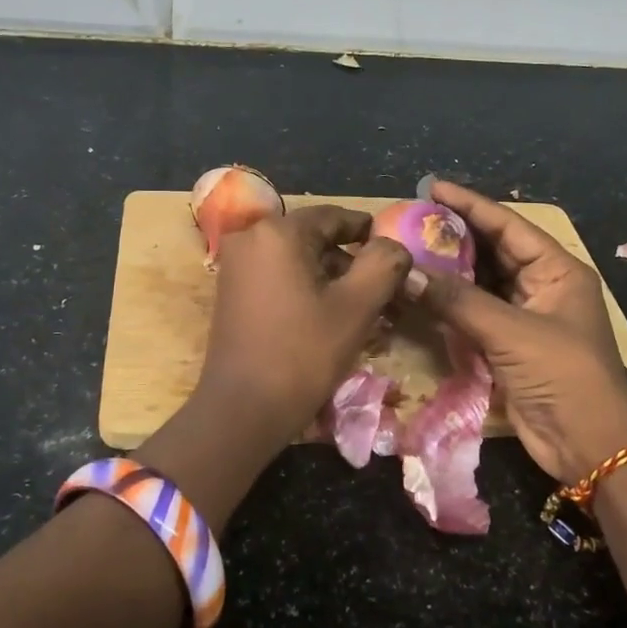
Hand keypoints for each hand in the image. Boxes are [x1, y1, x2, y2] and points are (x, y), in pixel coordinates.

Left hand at [195, 205, 413, 444]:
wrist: (242, 410)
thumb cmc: (303, 354)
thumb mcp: (357, 307)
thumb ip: (384, 264)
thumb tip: (394, 246)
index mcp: (278, 232)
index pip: (335, 217)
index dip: (370, 233)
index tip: (395, 254)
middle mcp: (250, 238)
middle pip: (315, 239)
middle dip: (352, 263)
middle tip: (384, 292)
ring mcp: (236, 266)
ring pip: (297, 260)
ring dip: (331, 279)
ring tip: (363, 310)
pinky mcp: (231, 292)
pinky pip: (278, 277)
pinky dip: (306, 289)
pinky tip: (330, 318)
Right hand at [407, 181, 626, 480]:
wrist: (592, 447)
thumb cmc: (565, 376)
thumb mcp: (512, 332)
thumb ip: (457, 301)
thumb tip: (405, 274)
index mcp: (557, 270)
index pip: (508, 226)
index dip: (470, 205)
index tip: (432, 188)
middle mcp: (541, 287)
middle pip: (492, 251)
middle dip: (454, 236)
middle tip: (411, 220)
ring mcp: (524, 317)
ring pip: (480, 283)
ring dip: (448, 271)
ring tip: (408, 250)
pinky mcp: (508, 346)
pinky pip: (473, 315)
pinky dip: (448, 305)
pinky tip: (419, 293)